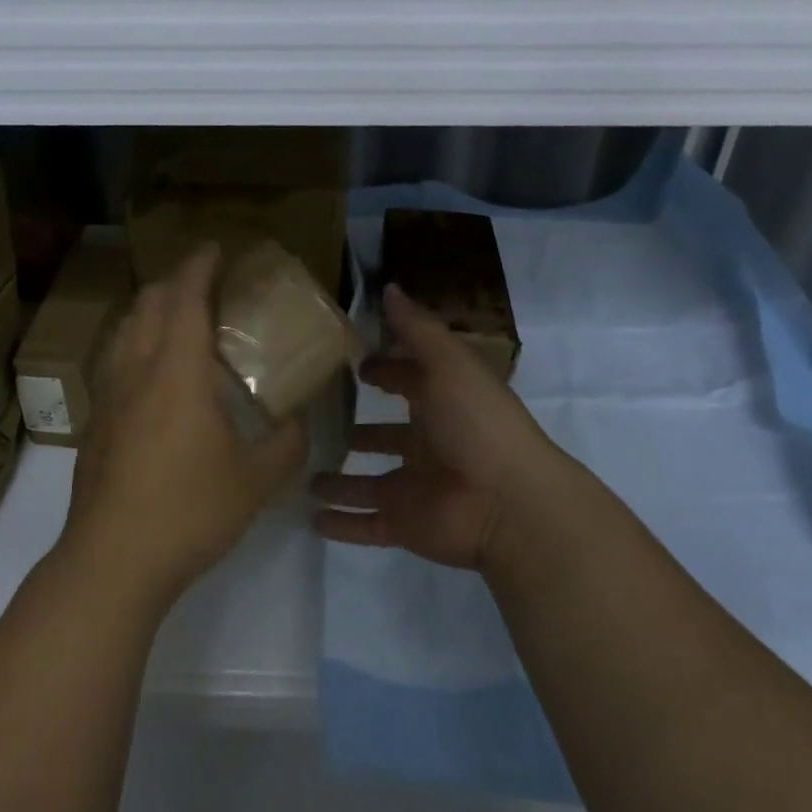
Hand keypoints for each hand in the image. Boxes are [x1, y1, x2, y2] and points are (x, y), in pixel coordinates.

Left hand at [61, 245, 307, 606]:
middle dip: (175, 281)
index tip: (215, 248)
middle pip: (149, 303)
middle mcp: (137, 369)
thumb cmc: (190, 511)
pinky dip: (133, 341)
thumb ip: (287, 443)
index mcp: (178, 371)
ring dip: (150, 309)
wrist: (113, 560)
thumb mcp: (257, 479)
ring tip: (175, 319)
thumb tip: (300, 421)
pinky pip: (113, 358)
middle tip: (204, 284)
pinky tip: (149, 371)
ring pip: (124, 328)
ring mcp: (109, 394)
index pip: (185, 297)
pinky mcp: (94, 420)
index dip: (199, 265)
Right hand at [313, 284, 567, 571]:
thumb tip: (389, 287)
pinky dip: (342, 524)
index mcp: (443, 403)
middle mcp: (428, 444)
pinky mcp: (404, 523)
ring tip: (303, 475)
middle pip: (386, 435)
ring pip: (369, 482)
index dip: (385, 372)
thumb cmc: (477, 423)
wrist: (508, 504)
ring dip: (341, 480)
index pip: (408, 382)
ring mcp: (415, 487)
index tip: (353, 365)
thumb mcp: (448, 363)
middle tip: (315, 421)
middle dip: (358, 429)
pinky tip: (311, 518)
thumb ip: (416, 329)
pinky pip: (366, 524)